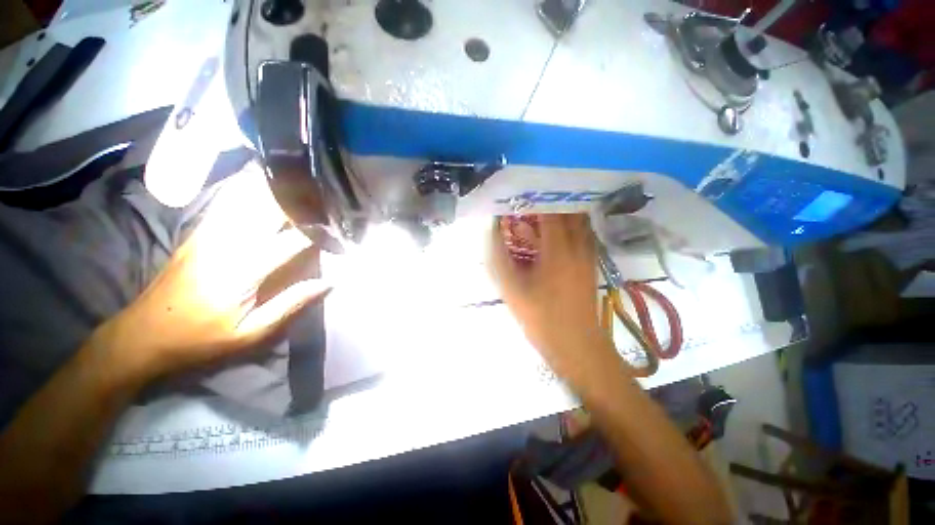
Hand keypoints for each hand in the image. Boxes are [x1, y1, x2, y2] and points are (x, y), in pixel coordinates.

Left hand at [94, 163, 331, 379]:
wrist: (143, 333)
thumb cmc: (200, 339)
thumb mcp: (251, 334)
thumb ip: (291, 305)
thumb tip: (329, 283)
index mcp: (243, 270)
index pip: (292, 239)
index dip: (321, 232)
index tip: (341, 232)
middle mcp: (226, 242)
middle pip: (269, 207)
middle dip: (301, 198)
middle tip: (326, 195)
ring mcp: (210, 233)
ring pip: (247, 196)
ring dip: (277, 186)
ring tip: (302, 178)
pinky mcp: (200, 232)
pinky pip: (229, 200)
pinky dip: (249, 186)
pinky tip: (263, 179)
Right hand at [490, 214, 612, 376]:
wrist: (577, 346)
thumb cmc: (541, 318)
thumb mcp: (512, 289)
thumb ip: (499, 258)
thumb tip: (492, 231)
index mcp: (558, 249)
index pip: (549, 212)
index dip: (534, 200)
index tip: (518, 196)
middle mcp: (577, 246)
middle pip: (569, 211)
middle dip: (549, 203)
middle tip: (530, 203)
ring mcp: (588, 255)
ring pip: (579, 221)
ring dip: (562, 213)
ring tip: (542, 214)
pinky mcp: (590, 265)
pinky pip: (584, 234)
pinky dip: (571, 226)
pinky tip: (557, 234)